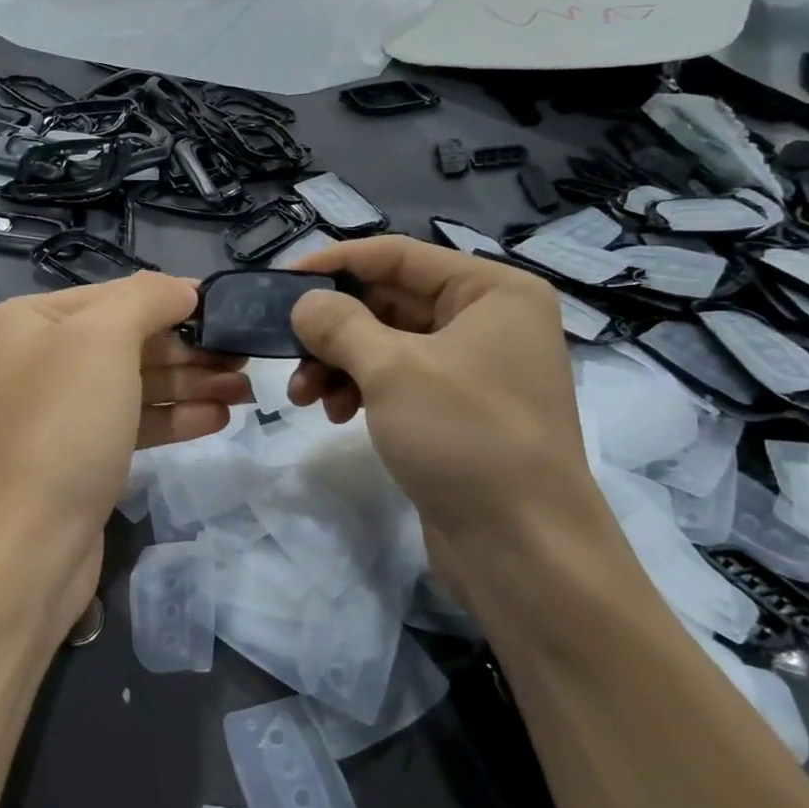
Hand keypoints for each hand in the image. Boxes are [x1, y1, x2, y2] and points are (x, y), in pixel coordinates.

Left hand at [0, 273, 249, 634]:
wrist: (28, 546)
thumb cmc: (63, 426)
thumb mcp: (103, 339)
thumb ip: (146, 299)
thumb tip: (183, 289)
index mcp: (29, 321)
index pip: (115, 296)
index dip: (173, 301)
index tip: (227, 312)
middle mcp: (38, 359)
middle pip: (127, 341)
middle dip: (189, 350)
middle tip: (245, 358)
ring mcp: (57, 412)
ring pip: (134, 384)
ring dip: (190, 384)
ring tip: (244, 390)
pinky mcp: (78, 455)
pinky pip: (131, 422)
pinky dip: (173, 418)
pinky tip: (217, 418)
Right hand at [286, 237, 605, 561]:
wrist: (526, 553)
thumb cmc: (465, 438)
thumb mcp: (392, 370)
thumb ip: (339, 324)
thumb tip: (303, 303)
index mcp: (493, 291)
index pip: (398, 255)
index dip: (335, 263)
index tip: (281, 281)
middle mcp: (489, 320)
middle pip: (390, 301)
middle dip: (332, 328)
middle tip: (285, 351)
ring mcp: (475, 368)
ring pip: (387, 344)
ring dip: (339, 363)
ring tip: (302, 396)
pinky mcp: (458, 410)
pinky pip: (398, 380)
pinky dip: (361, 389)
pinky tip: (335, 414)